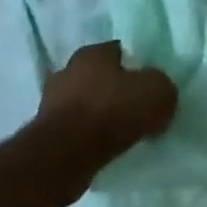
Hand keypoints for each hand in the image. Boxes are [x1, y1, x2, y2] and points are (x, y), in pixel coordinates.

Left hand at [34, 41, 177, 204]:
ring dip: (99, 115)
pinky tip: (103, 147)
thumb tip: (158, 93)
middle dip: (115, 90)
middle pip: (99, 76)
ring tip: (121, 132)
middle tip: (136, 107)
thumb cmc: (111, 111)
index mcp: (92, 53)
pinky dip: (87, 136)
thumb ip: (161, 87)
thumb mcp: (157, 92)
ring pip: (84, 103)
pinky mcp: (44, 133)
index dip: (137, 66)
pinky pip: (74, 129)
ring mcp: (51, 102)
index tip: (149, 84)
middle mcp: (67, 70)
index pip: (119, 51)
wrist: (64, 156)